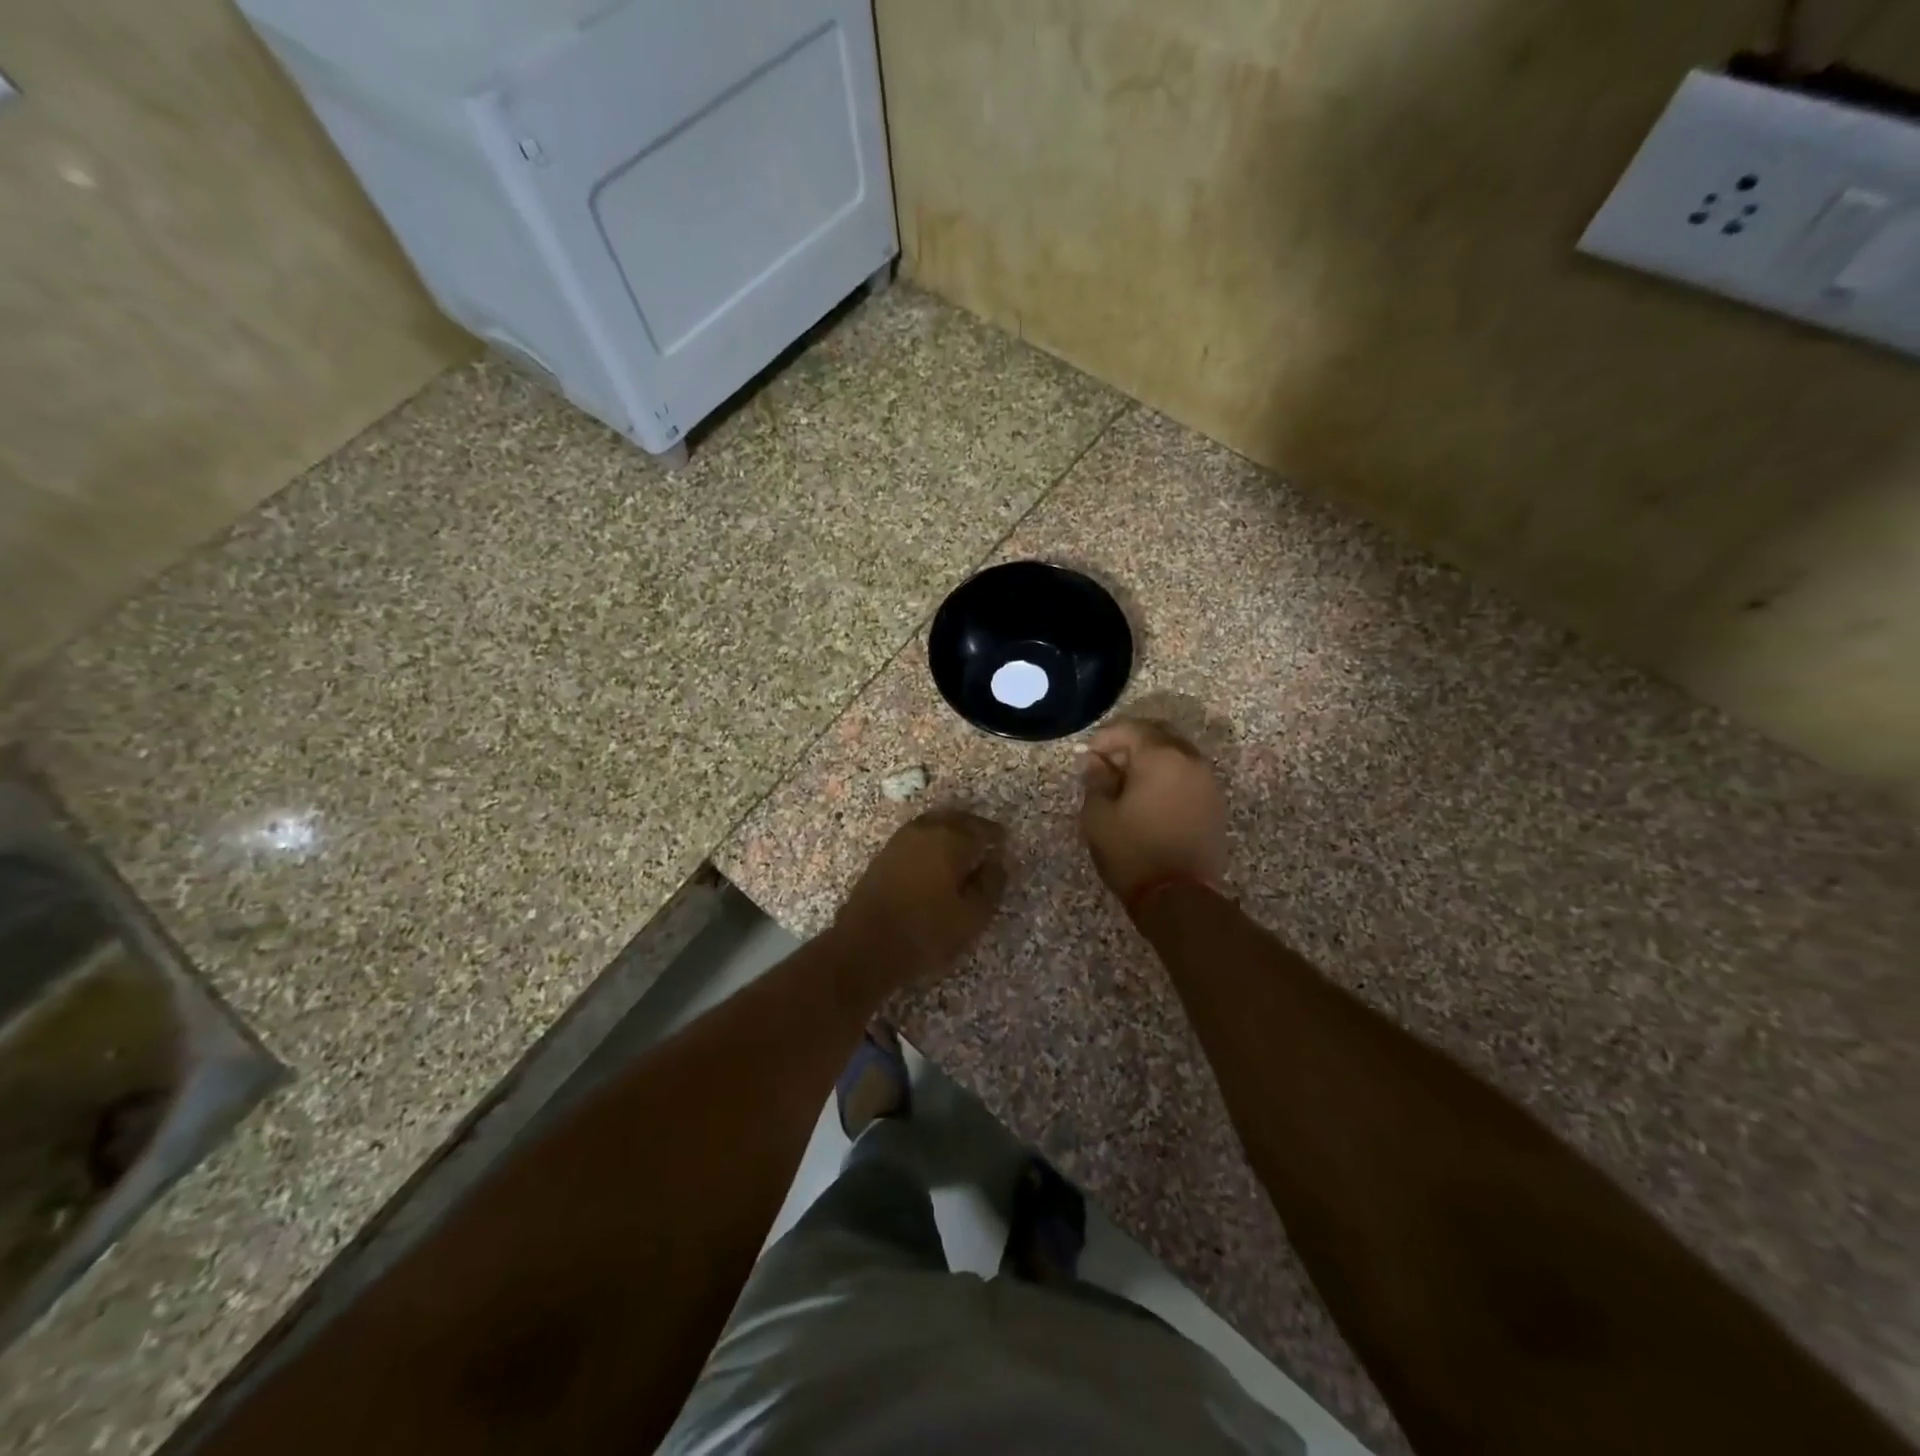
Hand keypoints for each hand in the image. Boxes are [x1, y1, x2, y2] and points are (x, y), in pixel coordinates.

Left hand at [833, 808, 1008, 990]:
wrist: (865, 945)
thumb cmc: (926, 932)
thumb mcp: (972, 916)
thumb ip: (990, 884)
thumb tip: (997, 861)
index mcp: (951, 840)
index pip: (981, 828)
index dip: (995, 835)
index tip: (1005, 843)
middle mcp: (925, 830)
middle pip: (956, 819)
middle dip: (973, 827)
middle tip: (985, 841)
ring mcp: (901, 839)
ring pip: (933, 824)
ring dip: (950, 831)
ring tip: (962, 850)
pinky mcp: (884, 853)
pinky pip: (917, 836)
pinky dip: (931, 840)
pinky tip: (935, 860)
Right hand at [1079, 718, 1227, 908]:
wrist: (1178, 896)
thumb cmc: (1132, 851)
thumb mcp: (1098, 815)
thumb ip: (1096, 779)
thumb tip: (1094, 760)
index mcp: (1160, 756)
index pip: (1131, 729)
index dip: (1105, 737)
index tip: (1087, 754)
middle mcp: (1189, 760)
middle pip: (1158, 735)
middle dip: (1131, 743)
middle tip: (1107, 762)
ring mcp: (1208, 782)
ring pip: (1176, 754)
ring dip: (1151, 760)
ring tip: (1127, 781)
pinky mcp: (1215, 803)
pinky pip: (1188, 775)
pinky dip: (1168, 776)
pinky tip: (1150, 797)